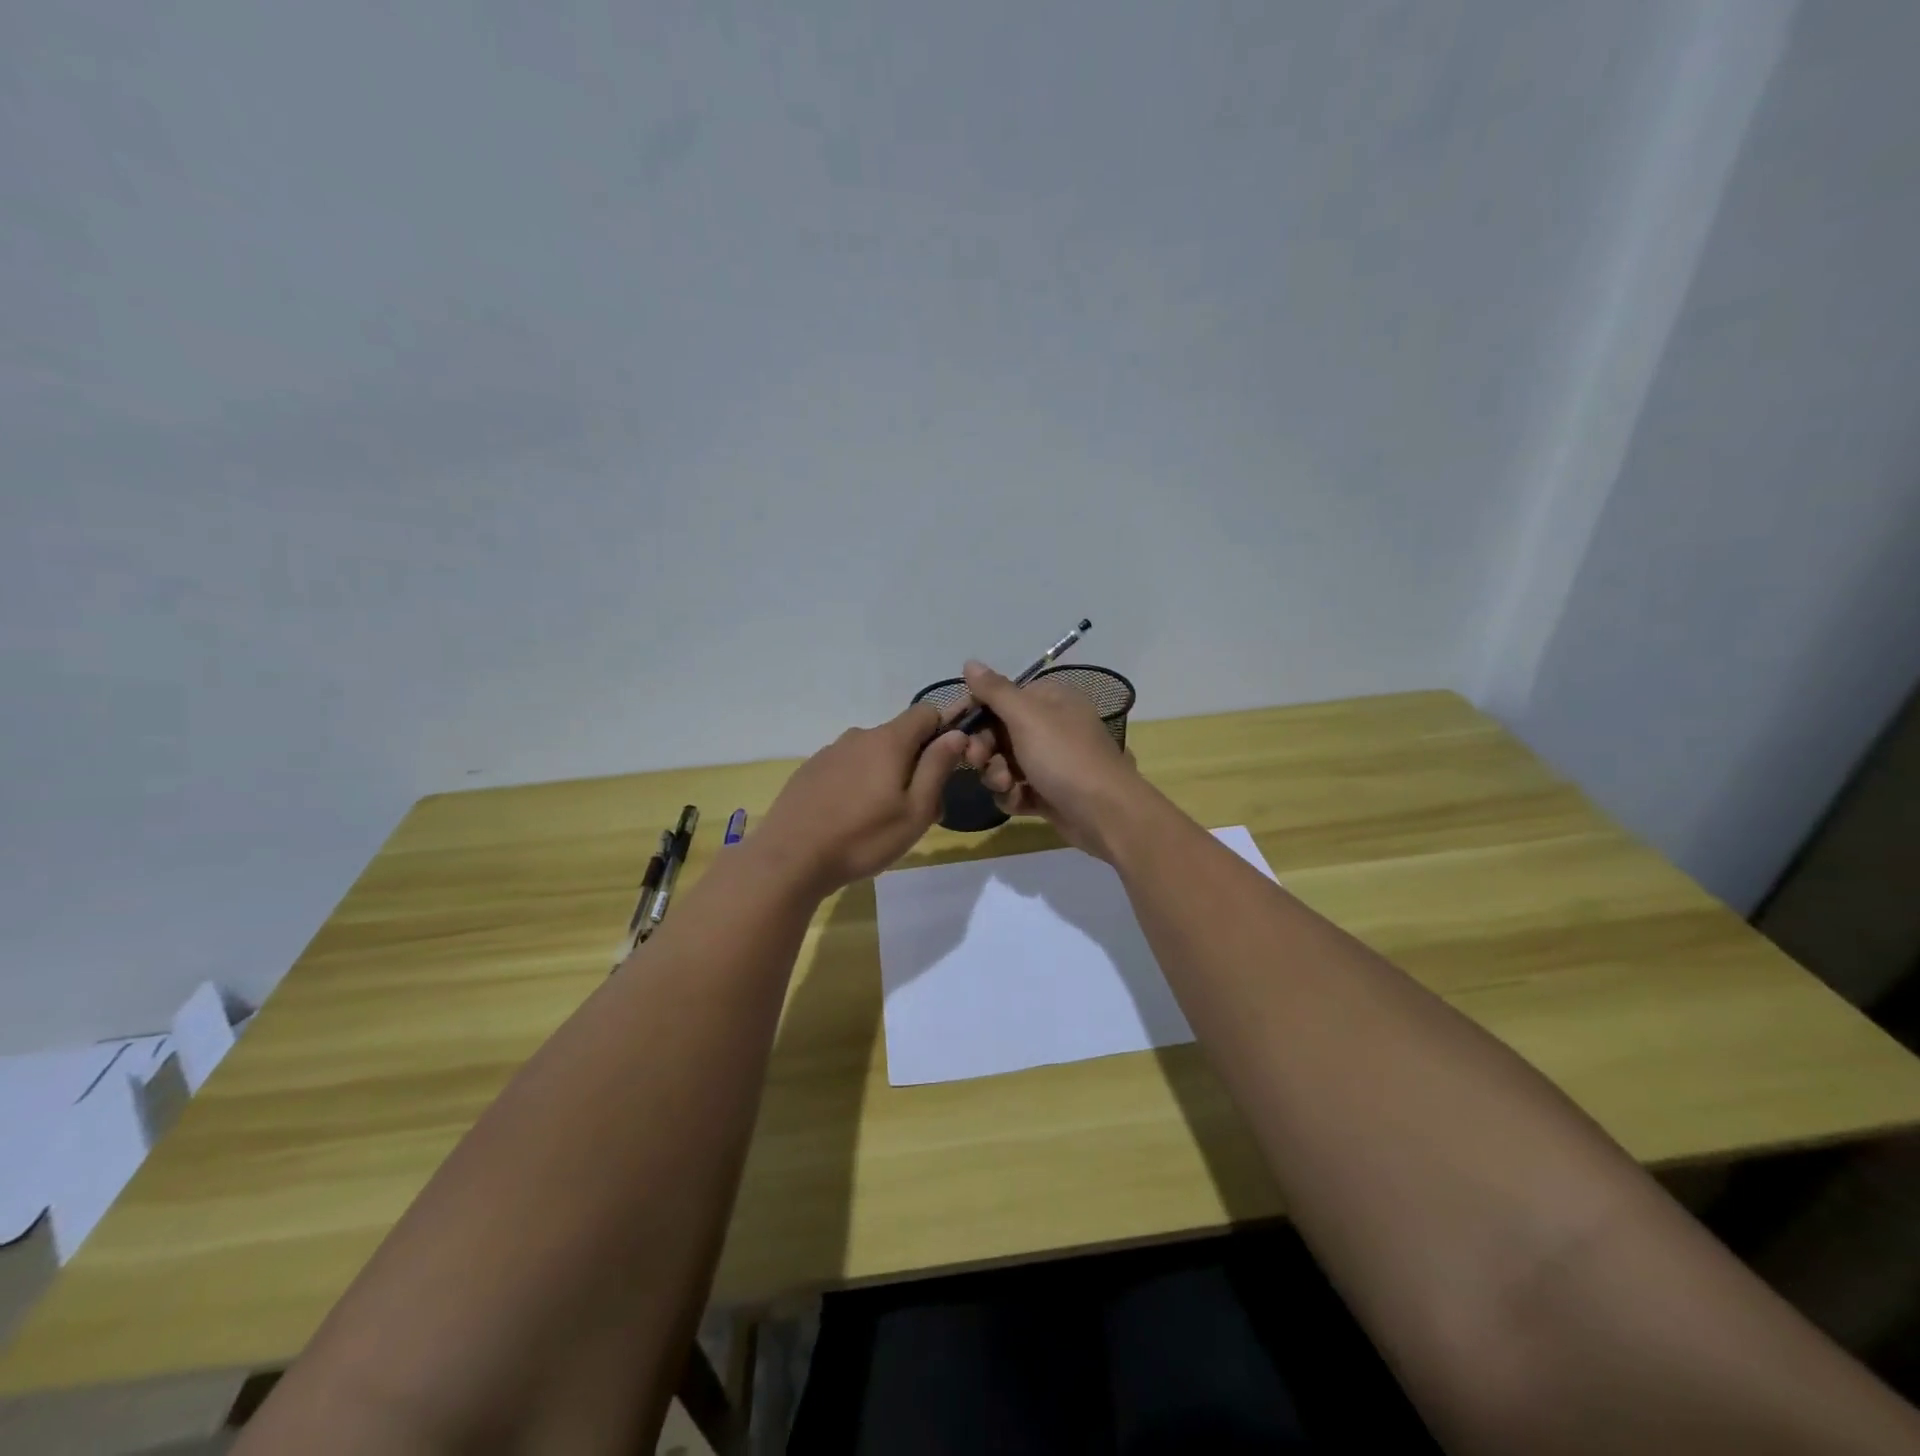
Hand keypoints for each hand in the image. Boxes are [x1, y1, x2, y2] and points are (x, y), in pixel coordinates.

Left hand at [753, 703, 967, 896]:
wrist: (790, 858)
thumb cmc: (863, 838)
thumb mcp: (915, 810)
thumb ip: (937, 767)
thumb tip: (956, 733)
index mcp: (888, 741)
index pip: (926, 712)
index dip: (943, 731)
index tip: (947, 765)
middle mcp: (858, 736)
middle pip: (899, 737)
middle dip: (916, 764)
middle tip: (918, 810)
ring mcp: (830, 752)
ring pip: (872, 755)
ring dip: (886, 776)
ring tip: (882, 821)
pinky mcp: (810, 771)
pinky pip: (847, 768)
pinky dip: (857, 784)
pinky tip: (850, 819)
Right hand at [956, 661, 1145, 860]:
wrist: (1105, 814)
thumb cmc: (1064, 757)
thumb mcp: (1027, 716)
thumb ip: (995, 691)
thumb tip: (970, 663)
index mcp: (1050, 700)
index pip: (1001, 697)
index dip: (974, 711)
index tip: (952, 727)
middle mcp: (1051, 726)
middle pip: (998, 732)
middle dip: (985, 748)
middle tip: (978, 759)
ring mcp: (1051, 762)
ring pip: (1004, 763)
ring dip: (997, 775)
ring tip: (1006, 785)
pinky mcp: (1049, 793)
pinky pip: (1016, 789)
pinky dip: (1013, 795)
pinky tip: (1019, 801)